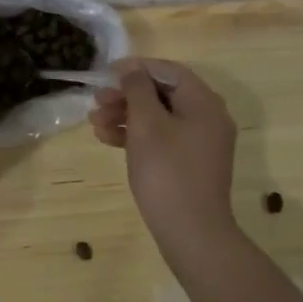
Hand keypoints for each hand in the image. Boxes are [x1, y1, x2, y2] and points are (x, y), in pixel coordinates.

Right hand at [91, 58, 238, 254]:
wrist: (191, 233)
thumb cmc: (167, 172)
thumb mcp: (146, 125)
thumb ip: (137, 90)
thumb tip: (131, 69)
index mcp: (204, 103)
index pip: (169, 71)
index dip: (137, 68)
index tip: (107, 74)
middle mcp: (207, 118)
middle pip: (163, 94)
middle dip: (126, 96)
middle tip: (96, 102)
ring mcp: (200, 143)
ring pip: (159, 117)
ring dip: (126, 116)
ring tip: (95, 124)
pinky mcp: (189, 163)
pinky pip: (162, 138)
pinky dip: (136, 136)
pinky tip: (108, 140)